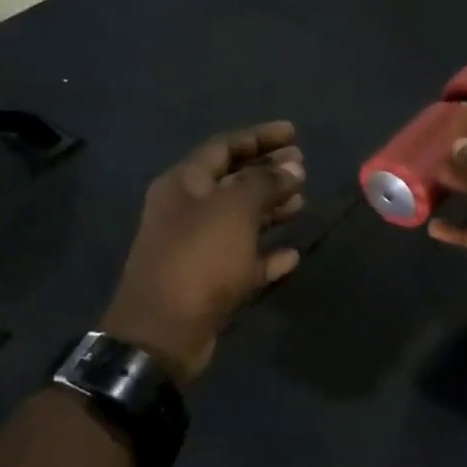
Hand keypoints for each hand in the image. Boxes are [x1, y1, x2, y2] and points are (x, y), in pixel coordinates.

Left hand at [101, 122, 305, 384]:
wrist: (163, 333)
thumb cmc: (198, 259)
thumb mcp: (233, 210)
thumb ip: (264, 183)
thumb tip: (292, 166)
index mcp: (183, 185)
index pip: (223, 147)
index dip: (259, 137)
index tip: (293, 132)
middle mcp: (187, 212)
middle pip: (232, 182)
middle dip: (267, 172)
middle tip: (303, 167)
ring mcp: (197, 249)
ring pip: (240, 221)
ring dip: (270, 210)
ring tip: (302, 201)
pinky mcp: (209, 284)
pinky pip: (244, 261)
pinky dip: (267, 255)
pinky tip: (292, 254)